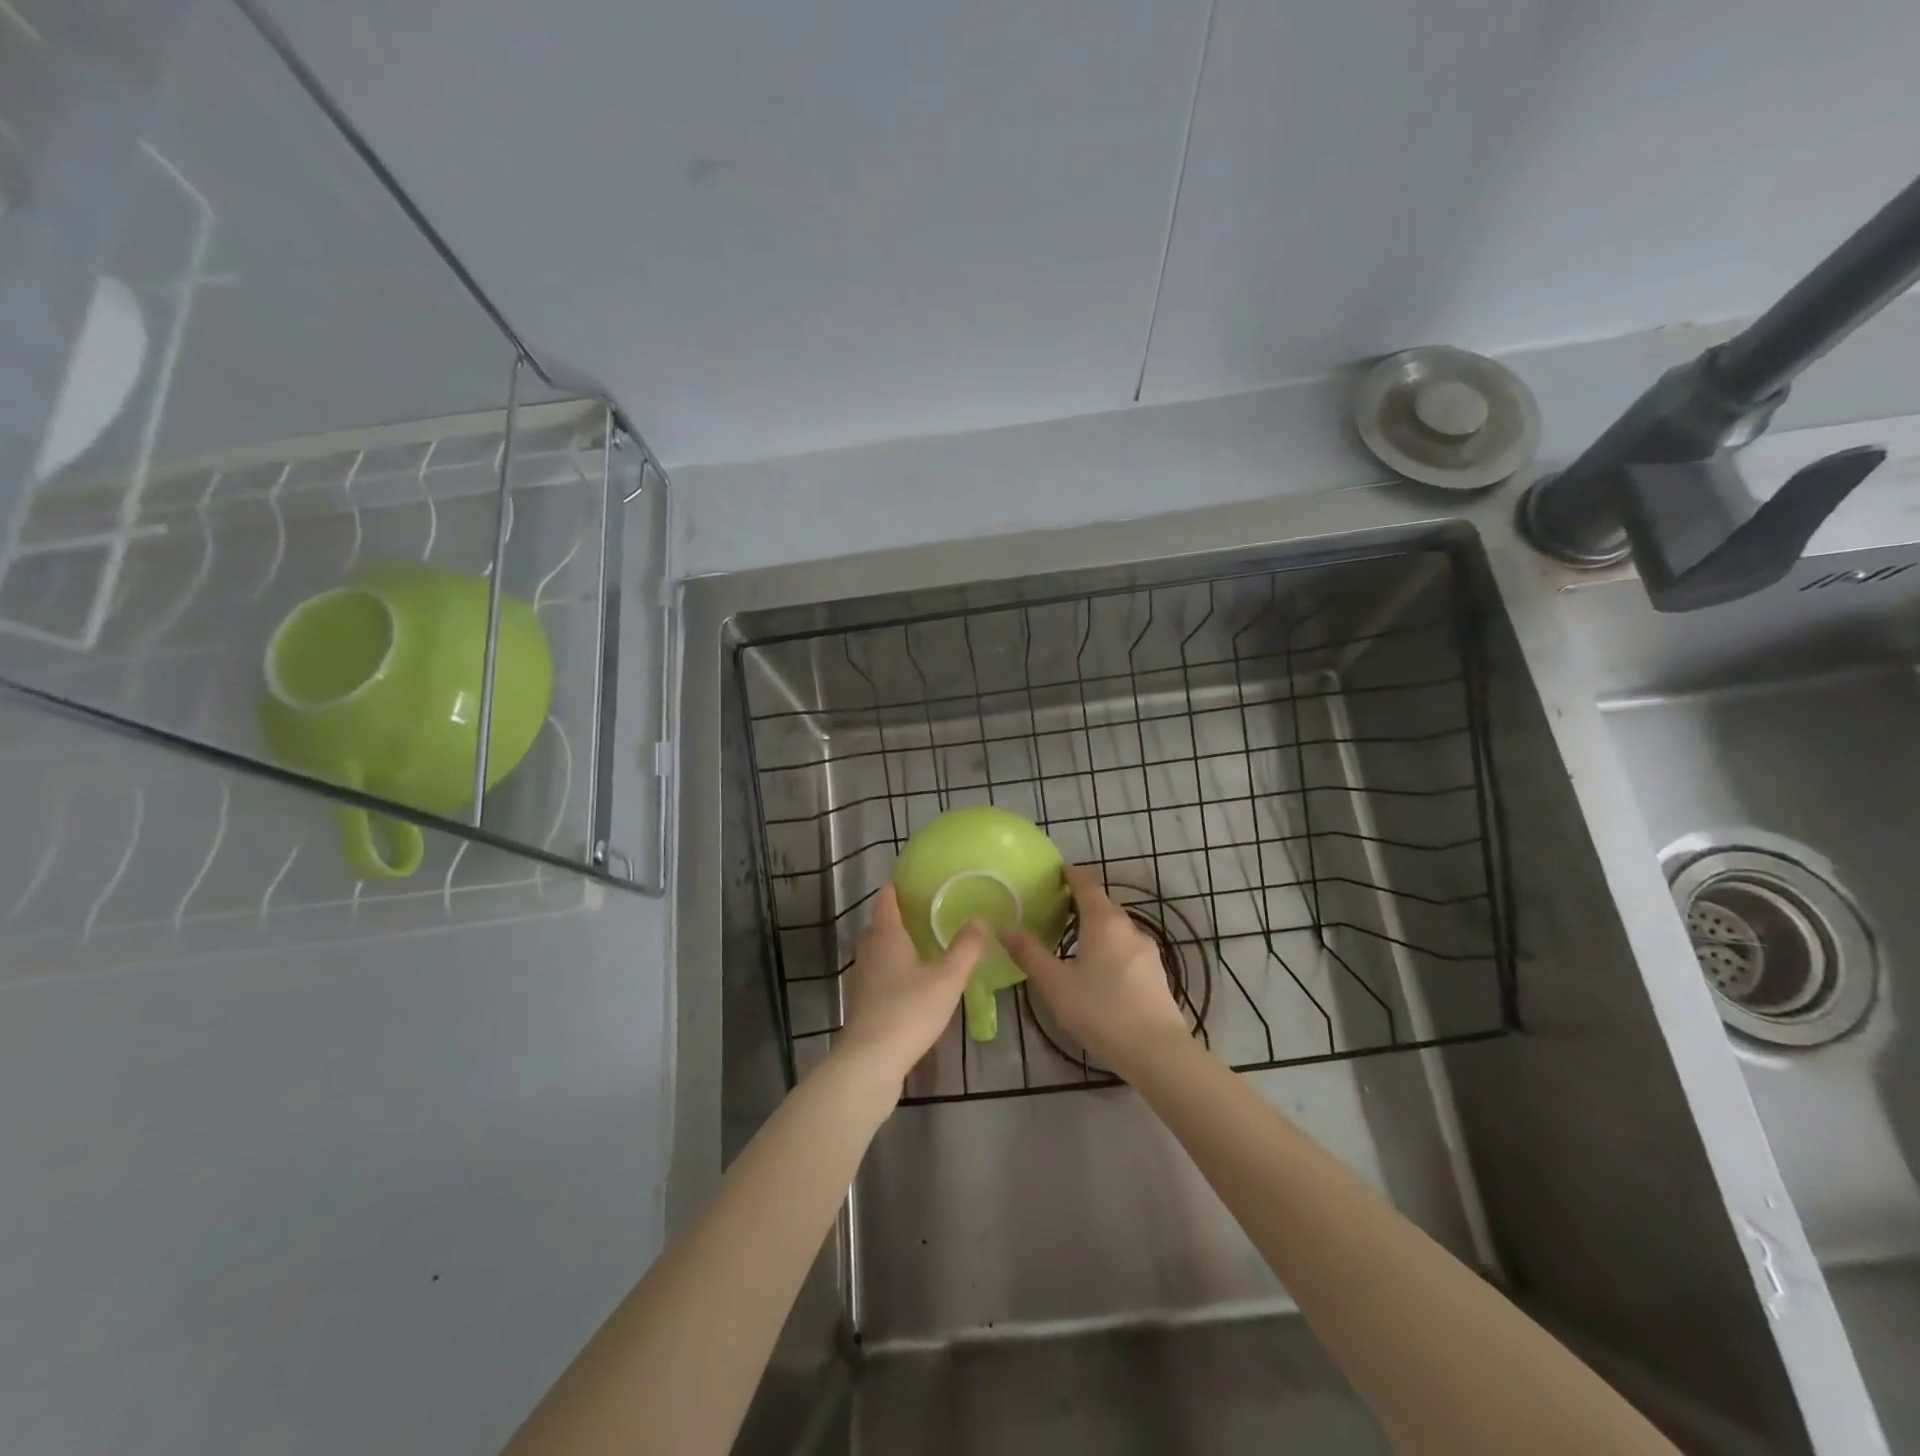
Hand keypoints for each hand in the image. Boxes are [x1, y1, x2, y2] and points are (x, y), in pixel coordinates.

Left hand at [836, 885, 987, 1087]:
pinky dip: (892, 970)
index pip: (886, 900)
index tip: (915, 881)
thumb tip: (981, 919)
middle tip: (926, 913)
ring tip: (922, 946)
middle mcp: (869, 951)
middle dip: (898, 916)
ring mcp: (861, 978)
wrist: (870, 1061)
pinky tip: (911, 983)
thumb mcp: (947, 979)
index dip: (897, 887)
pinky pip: (877, 974)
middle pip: (879, 924)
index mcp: (886, 936)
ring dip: (895, 945)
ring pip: (877, 951)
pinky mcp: (861, 1003)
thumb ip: (965, 948)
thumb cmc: (909, 1010)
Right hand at [1003, 866, 1190, 1079]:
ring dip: (1097, 928)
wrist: (1157, 1051)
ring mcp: (1147, 951)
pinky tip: (1101, 971)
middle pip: (1103, 906)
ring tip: (1075, 941)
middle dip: (1082, 903)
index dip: (1071, 875)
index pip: (1086, 885)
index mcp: (1103, 922)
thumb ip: (1029, 954)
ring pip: (1118, 930)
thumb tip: (1004, 928)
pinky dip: (1111, 949)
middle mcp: (1128, 928)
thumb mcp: (1055, 984)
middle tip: (1057, 909)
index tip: (1057, 871)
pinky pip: (1128, 950)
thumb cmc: (1100, 1010)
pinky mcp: (1156, 974)